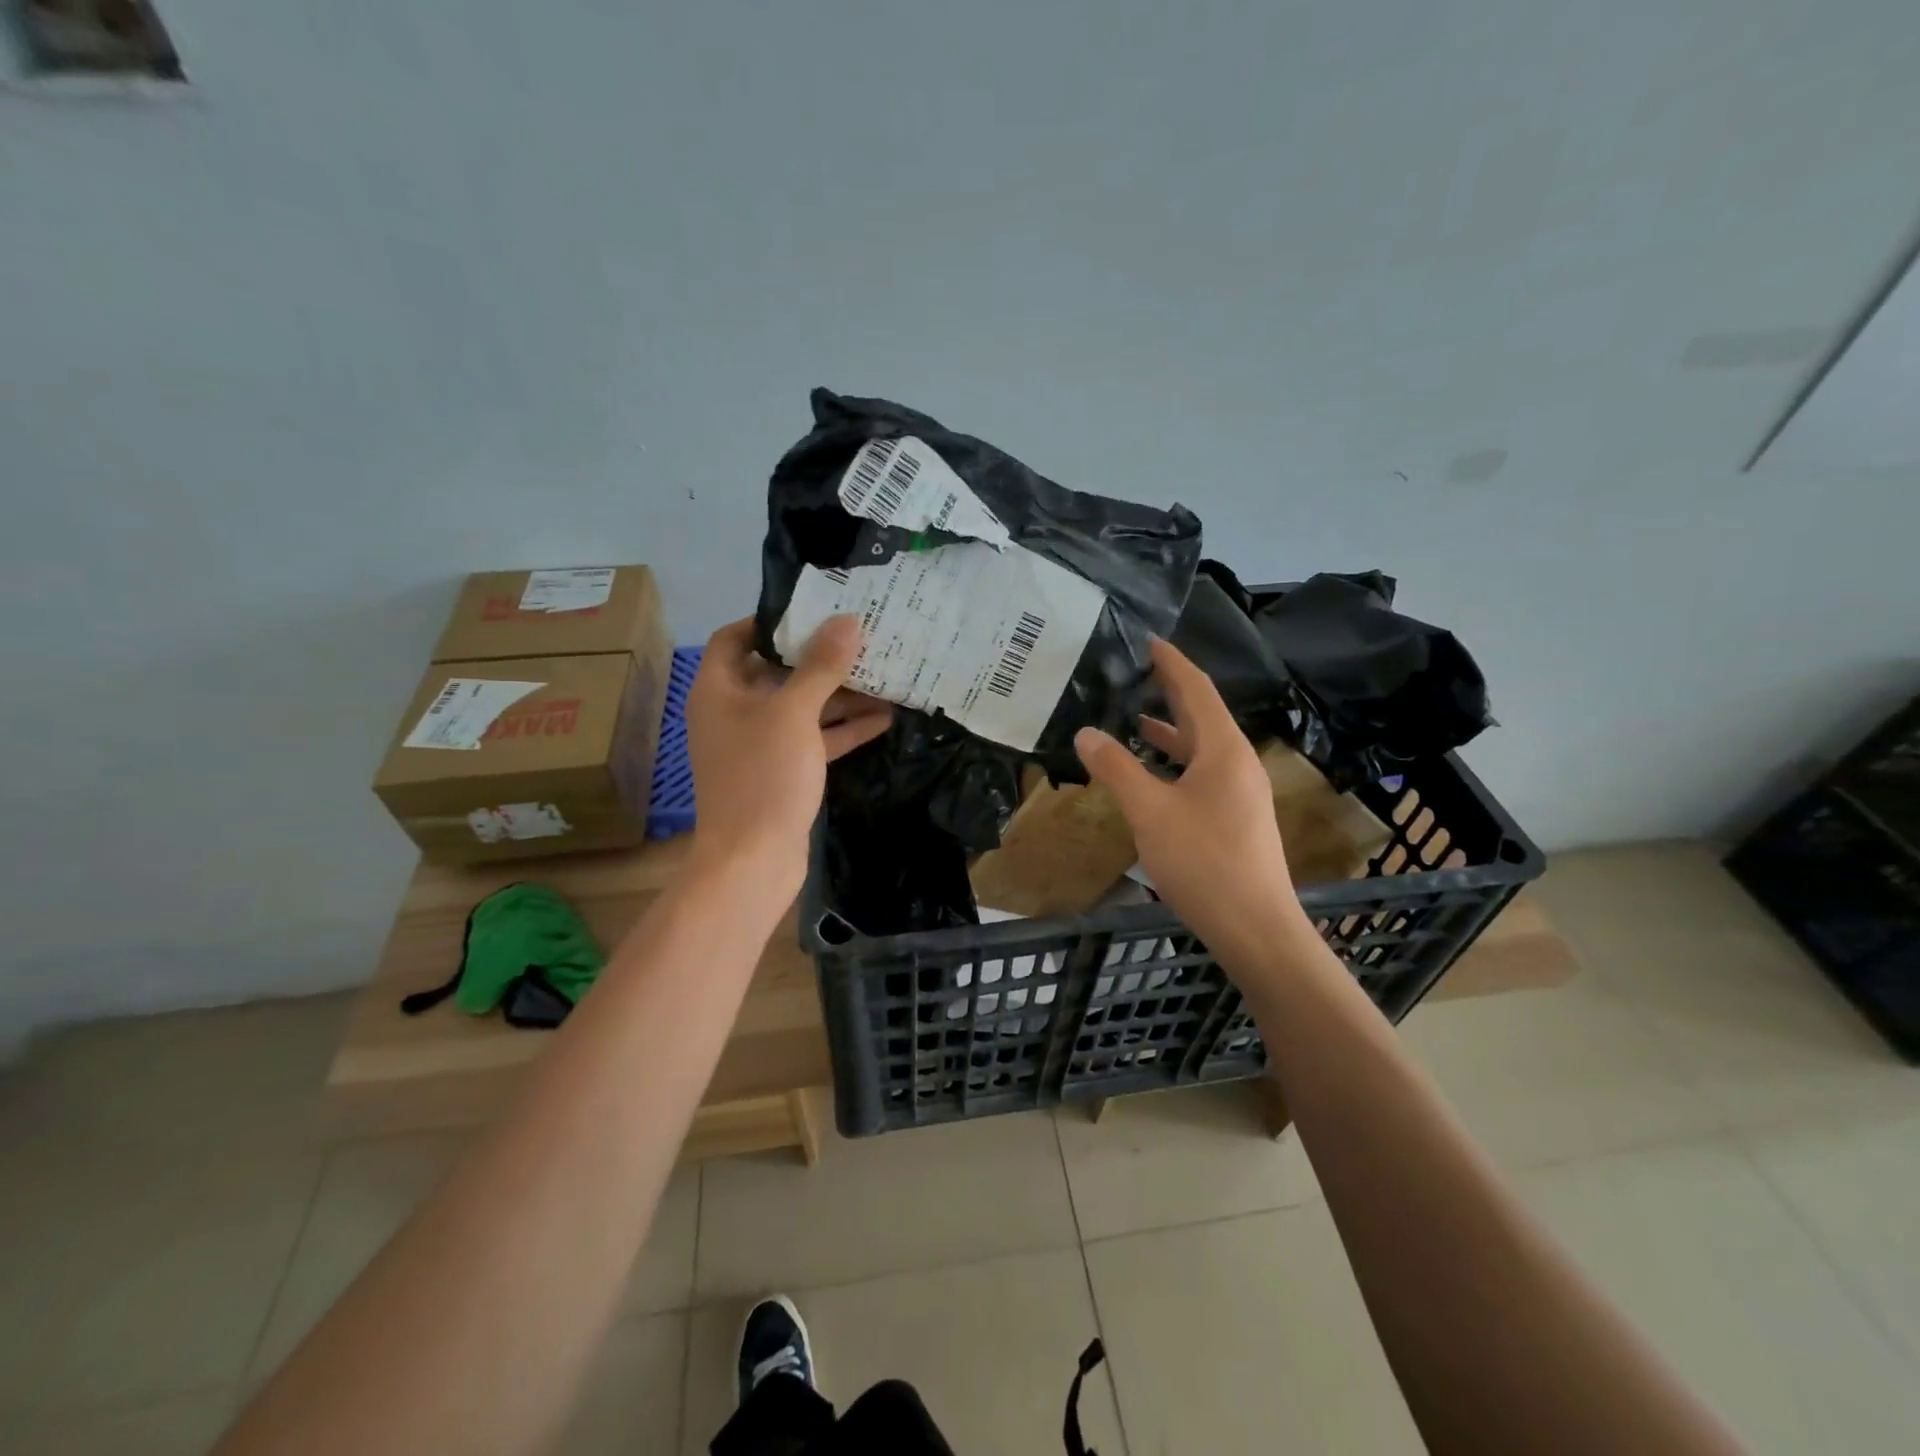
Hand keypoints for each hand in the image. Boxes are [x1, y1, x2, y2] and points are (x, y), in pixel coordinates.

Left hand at [684, 616, 891, 895]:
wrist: (753, 862)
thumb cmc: (762, 777)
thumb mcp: (793, 714)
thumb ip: (820, 667)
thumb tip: (847, 621)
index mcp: (719, 690)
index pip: (735, 638)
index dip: (770, 621)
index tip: (814, 611)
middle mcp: (735, 712)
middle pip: (777, 671)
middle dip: (819, 658)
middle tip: (862, 638)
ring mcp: (759, 744)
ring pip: (802, 707)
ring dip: (839, 695)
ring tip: (884, 674)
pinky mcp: (783, 772)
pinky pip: (814, 739)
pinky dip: (843, 729)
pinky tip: (884, 718)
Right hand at [1074, 638, 1308, 959]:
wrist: (1255, 928)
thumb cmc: (1204, 862)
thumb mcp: (1150, 812)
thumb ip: (1116, 769)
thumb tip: (1086, 732)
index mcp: (1223, 749)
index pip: (1196, 689)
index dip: (1171, 662)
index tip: (1146, 639)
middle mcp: (1237, 762)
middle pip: (1201, 713)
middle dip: (1169, 690)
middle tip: (1133, 670)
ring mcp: (1239, 791)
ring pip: (1200, 746)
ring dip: (1169, 728)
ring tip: (1132, 715)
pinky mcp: (1234, 816)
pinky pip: (1201, 771)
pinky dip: (1174, 761)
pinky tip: (1151, 772)